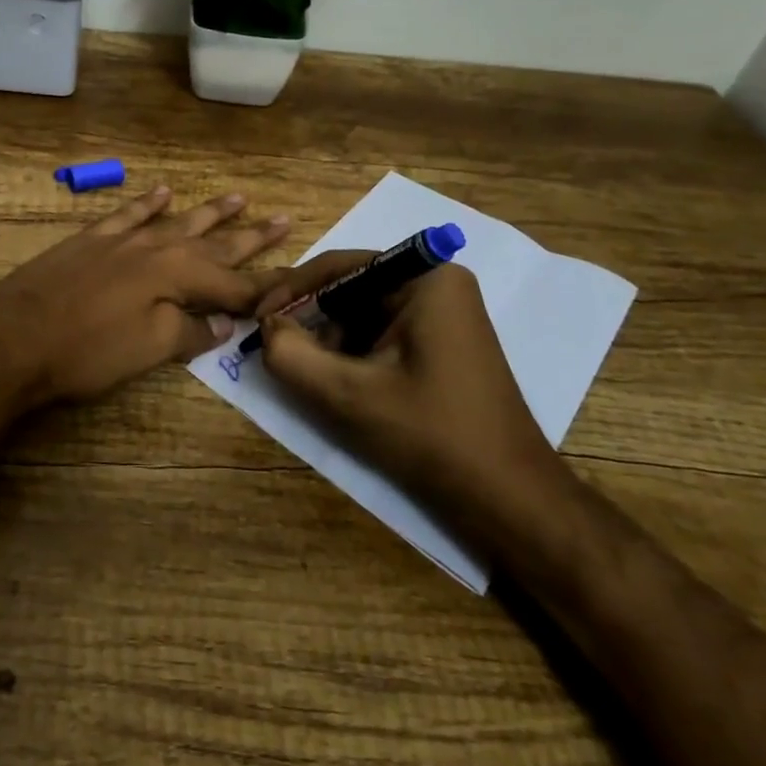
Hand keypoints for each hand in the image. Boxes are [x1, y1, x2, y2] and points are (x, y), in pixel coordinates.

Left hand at [0, 188, 289, 412]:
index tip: (295, 283)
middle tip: (284, 219)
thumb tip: (224, 324)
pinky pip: (128, 213)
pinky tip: (163, 191)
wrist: (12, 338)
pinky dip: (147, 202)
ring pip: (176, 220)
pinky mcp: (91, 240)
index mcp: (177, 276)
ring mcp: (122, 240)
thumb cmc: (86, 351)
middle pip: (214, 243)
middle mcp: (157, 248)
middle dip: (250, 236)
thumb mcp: (148, 350)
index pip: (234, 283)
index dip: (265, 287)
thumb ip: (191, 333)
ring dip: (209, 212)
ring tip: (239, 196)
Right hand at [255, 254, 575, 554]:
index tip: (256, 319)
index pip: (339, 267)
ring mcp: (444, 315)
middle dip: (312, 321)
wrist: (508, 499)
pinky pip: (382, 335)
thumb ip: (291, 355)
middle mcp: (437, 285)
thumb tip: (267, 327)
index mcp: (425, 278)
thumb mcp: (348, 394)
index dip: (291, 291)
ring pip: (363, 315)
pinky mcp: (442, 344)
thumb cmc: (431, 435)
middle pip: (351, 290)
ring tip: (308, 375)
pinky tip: (339, 385)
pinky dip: (353, 356)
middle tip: (276, 350)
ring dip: (330, 342)